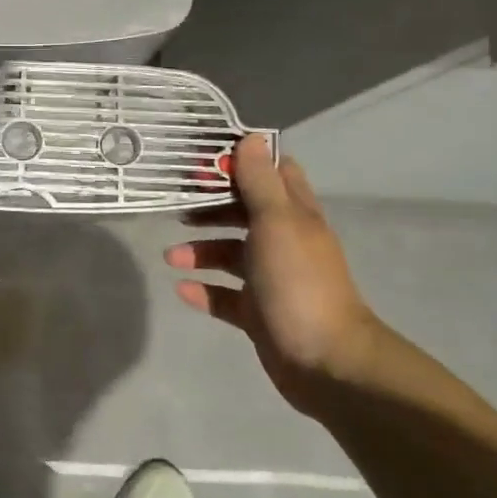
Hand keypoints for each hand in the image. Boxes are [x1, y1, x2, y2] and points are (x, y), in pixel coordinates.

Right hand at [166, 135, 379, 408]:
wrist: (325, 361)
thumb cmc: (298, 282)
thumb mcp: (277, 223)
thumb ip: (260, 182)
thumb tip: (251, 137)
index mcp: (295, 216)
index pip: (273, 175)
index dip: (242, 163)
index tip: (205, 159)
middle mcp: (284, 243)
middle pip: (244, 214)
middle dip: (211, 208)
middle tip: (177, 207)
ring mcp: (272, 280)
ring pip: (231, 255)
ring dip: (201, 251)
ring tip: (171, 256)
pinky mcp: (258, 313)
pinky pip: (225, 296)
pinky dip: (204, 290)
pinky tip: (183, 289)